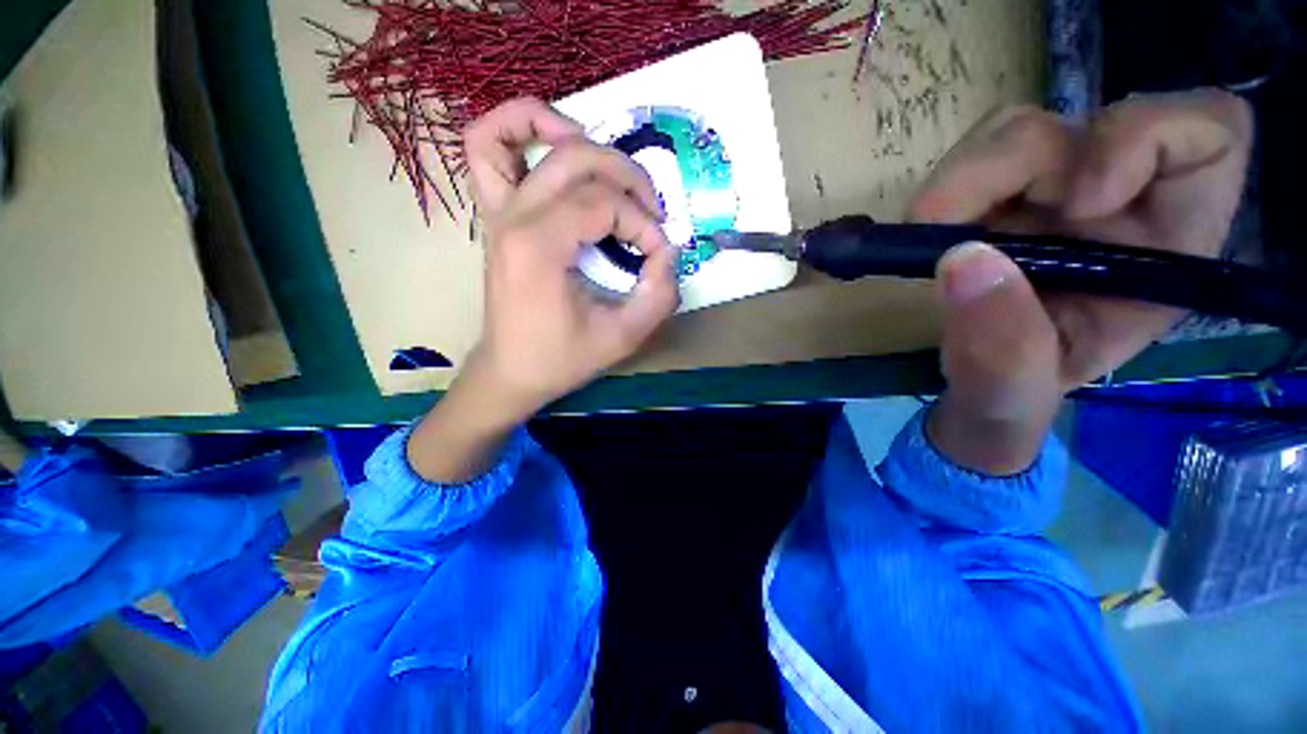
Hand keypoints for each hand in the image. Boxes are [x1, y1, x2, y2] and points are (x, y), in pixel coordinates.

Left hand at [408, 98, 679, 481]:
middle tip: (650, 211)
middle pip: (576, 158)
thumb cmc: (562, 358)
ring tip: (606, 166)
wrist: (512, 371)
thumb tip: (669, 252)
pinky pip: (485, 150)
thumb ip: (659, 295)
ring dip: (567, 131)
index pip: (605, 204)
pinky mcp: (495, 215)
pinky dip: (515, 129)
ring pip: (516, 133)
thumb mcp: (623, 337)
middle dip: (627, 177)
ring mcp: (497, 211)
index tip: (656, 255)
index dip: (643, 223)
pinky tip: (553, 143)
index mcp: (539, 247)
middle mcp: (513, 217)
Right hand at [909, 90, 1252, 473]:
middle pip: (1083, 126)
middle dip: (1005, 166)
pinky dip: (943, 189)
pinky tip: (929, 231)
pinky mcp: (996, 196)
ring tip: (929, 231)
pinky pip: (974, 157)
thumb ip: (999, 349)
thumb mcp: (1011, 395)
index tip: (1075, 202)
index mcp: (1164, 247)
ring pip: (1018, 132)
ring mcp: (1049, 193)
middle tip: (935, 220)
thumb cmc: (1012, 397)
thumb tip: (963, 260)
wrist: (972, 387)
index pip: (1206, 137)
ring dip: (963, 178)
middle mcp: (1117, 204)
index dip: (1145, 141)